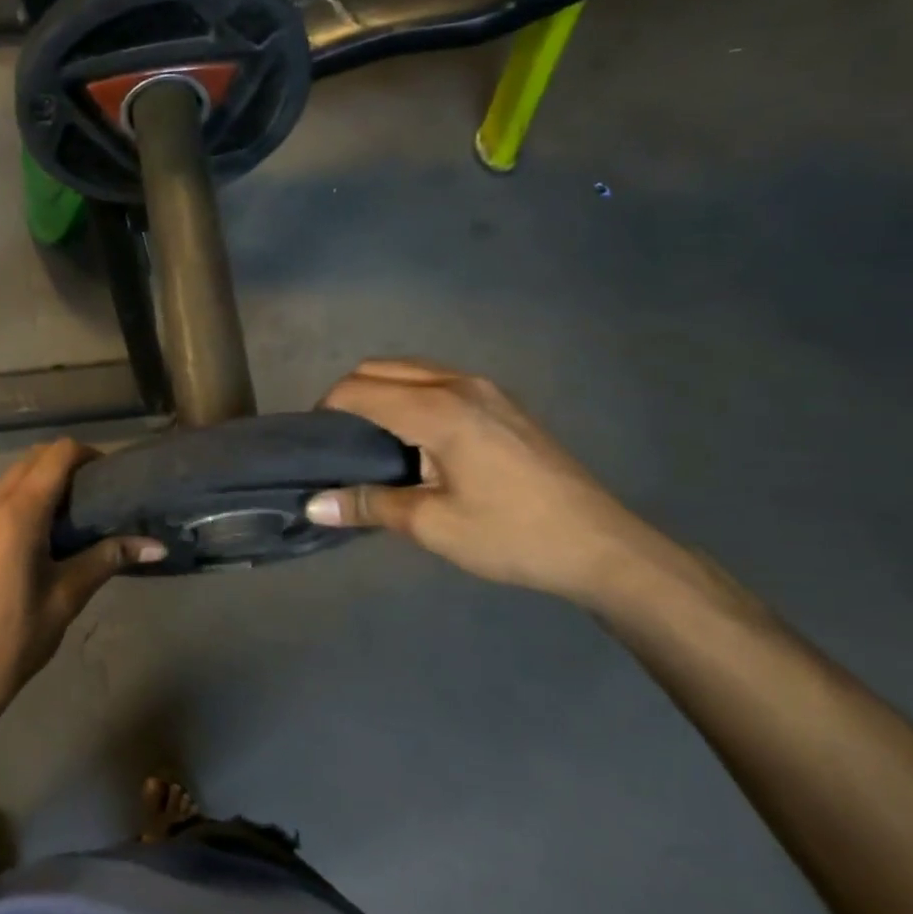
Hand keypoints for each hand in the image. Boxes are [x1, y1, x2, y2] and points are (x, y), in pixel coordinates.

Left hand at [0, 439, 163, 723]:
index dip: (86, 455)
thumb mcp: (67, 597)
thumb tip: (157, 546)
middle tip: (96, 496)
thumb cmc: (16, 638)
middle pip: (31, 460)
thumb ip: (108, 558)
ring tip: (72, 518)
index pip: (55, 456)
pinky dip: (21, 502)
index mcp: (17, 514)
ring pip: (10, 480)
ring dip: (41, 483)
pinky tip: (40, 538)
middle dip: (65, 466)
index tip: (110, 477)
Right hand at [306, 360, 665, 604]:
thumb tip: (312, 505)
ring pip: (411, 369)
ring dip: (380, 391)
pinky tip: (414, 438)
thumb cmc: (511, 536)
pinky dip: (409, 394)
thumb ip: (369, 505)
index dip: (327, 410)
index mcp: (439, 411)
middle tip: (337, 442)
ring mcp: (486, 389)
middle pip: (381, 368)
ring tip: (370, 438)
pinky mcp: (502, 401)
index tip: (314, 445)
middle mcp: (459, 385)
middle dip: (348, 395)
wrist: (599, 545)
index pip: (360, 390)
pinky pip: (437, 380)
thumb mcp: (433, 525)